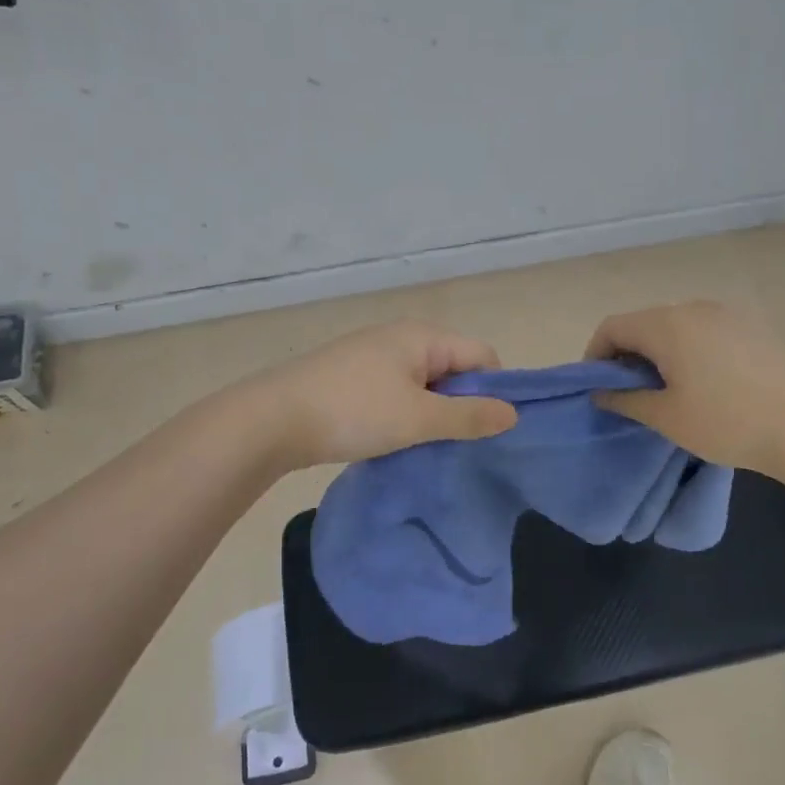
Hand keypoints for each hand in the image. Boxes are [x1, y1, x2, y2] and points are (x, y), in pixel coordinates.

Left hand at [247, 320, 518, 468]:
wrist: (271, 421)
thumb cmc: (354, 412)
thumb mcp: (419, 418)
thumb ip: (469, 416)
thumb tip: (513, 413)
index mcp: (423, 337)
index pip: (482, 355)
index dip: (495, 390)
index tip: (490, 431)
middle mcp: (400, 337)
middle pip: (453, 368)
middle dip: (463, 404)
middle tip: (462, 445)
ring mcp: (372, 356)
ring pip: (423, 384)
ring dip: (432, 413)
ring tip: (429, 448)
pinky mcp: (351, 378)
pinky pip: (396, 392)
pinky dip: (404, 414)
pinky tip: (396, 441)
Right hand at [585, 301, 784, 471]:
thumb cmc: (726, 422)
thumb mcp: (666, 417)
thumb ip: (625, 399)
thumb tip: (601, 391)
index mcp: (666, 325)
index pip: (612, 327)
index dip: (595, 354)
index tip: (597, 386)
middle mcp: (693, 308)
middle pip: (643, 322)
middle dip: (627, 353)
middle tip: (628, 392)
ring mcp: (727, 314)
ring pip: (675, 325)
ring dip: (658, 351)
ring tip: (665, 389)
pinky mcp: (751, 326)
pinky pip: (704, 330)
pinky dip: (688, 349)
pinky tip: (702, 382)